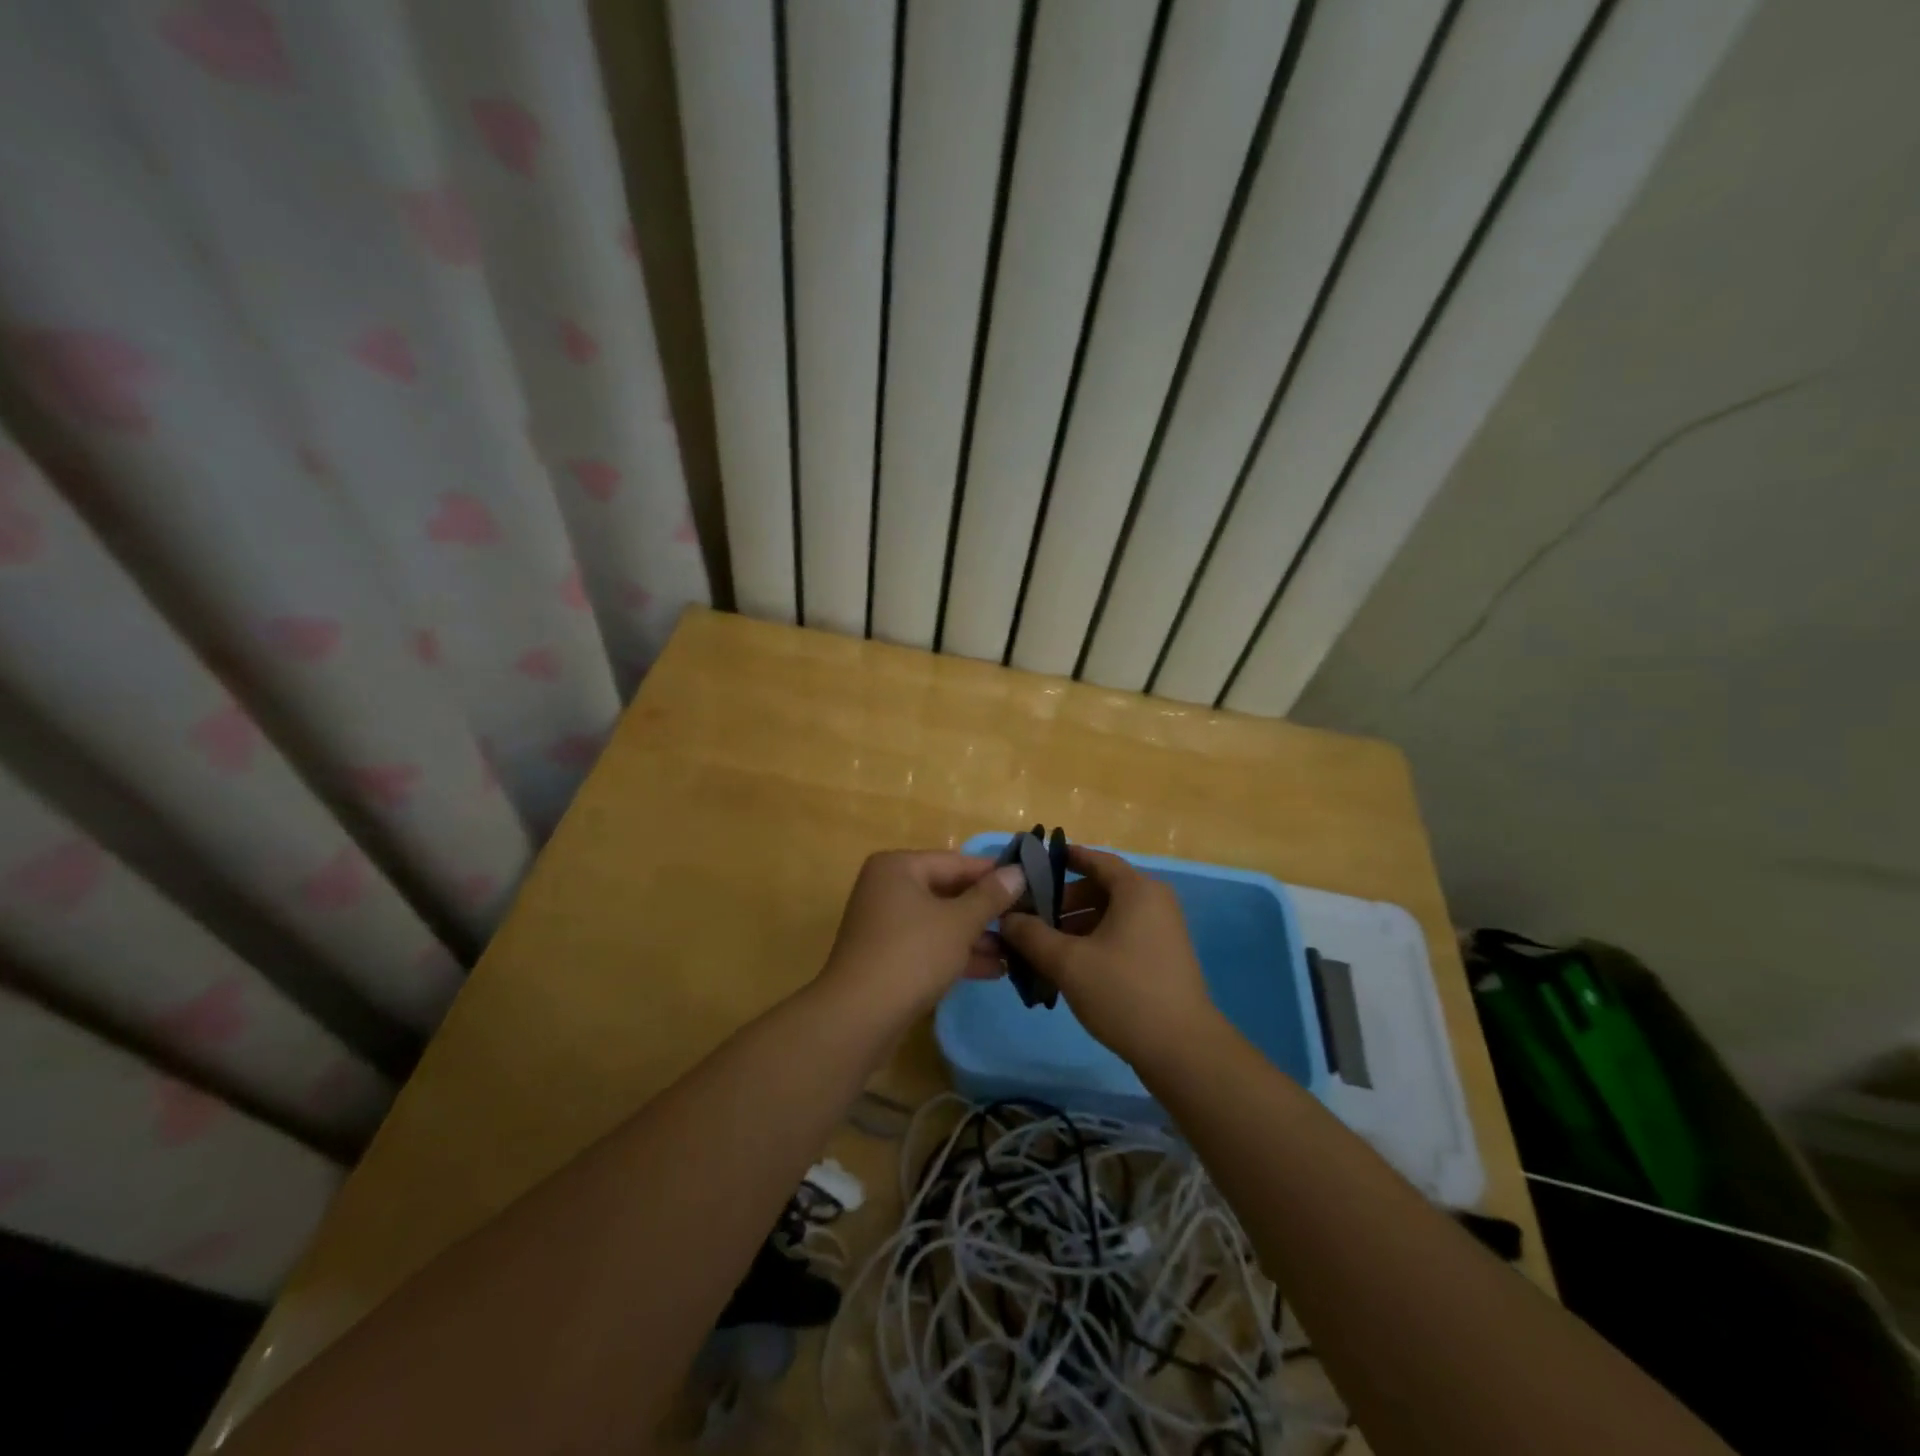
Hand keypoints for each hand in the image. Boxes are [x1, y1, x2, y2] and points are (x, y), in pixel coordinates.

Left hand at [817, 850, 1027, 1021]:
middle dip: (986, 910)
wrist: (858, 1017)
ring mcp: (885, 924)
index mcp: (898, 867)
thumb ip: (990, 896)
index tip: (1031, 884)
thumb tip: (1018, 871)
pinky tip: (995, 970)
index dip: (994, 874)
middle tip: (1027, 919)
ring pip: (940, 922)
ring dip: (977, 936)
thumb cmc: (912, 955)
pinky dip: (957, 954)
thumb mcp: (959, 922)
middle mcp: (888, 888)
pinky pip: (929, 946)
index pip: (956, 862)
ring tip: (1017, 950)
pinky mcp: (887, 957)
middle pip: (948, 892)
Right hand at [999, 846, 1221, 1070]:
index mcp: (1137, 890)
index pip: (1095, 860)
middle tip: (1029, 918)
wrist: (1182, 1050)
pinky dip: (1094, 942)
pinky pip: (1122, 936)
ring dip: (1075, 927)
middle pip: (1100, 889)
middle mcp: (1154, 901)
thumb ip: (1032, 935)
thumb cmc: (1123, 993)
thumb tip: (1006, 917)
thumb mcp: (1068, 962)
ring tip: (1042, 948)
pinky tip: (1069, 968)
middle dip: (1062, 902)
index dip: (1062, 860)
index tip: (1031, 866)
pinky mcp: (1163, 957)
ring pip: (1109, 915)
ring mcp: (1162, 930)